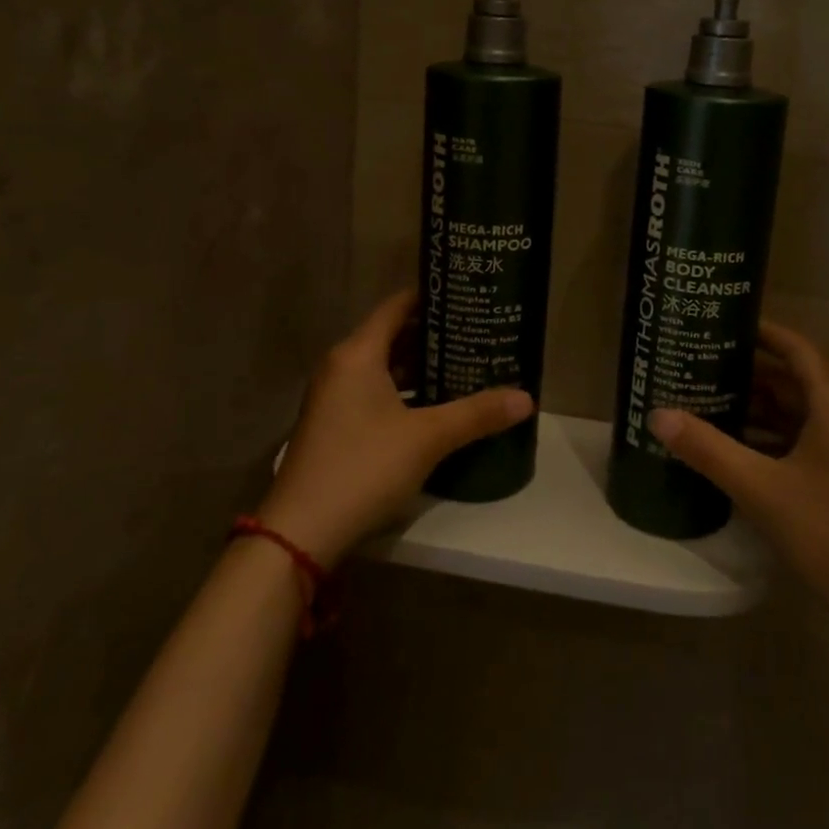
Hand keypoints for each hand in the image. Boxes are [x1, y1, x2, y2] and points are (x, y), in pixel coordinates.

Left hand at [256, 290, 532, 566]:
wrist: (301, 533)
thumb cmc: (363, 467)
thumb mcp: (427, 438)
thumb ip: (477, 414)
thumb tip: (527, 398)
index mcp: (357, 354)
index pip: (397, 306)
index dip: (431, 297)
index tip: (467, 295)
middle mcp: (341, 366)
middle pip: (392, 335)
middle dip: (434, 334)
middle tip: (477, 332)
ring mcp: (334, 398)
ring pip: (384, 367)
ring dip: (421, 366)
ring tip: (465, 364)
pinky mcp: (334, 426)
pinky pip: (374, 392)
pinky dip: (404, 391)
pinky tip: (436, 405)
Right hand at [649, 320, 828, 635]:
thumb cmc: (828, 531)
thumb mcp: (760, 487)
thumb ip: (708, 449)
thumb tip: (657, 414)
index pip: (798, 350)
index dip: (765, 332)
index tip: (725, 322)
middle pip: (793, 381)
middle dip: (748, 371)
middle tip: (701, 362)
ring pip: (794, 414)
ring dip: (755, 407)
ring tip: (706, 399)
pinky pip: (798, 443)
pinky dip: (766, 438)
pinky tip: (732, 448)